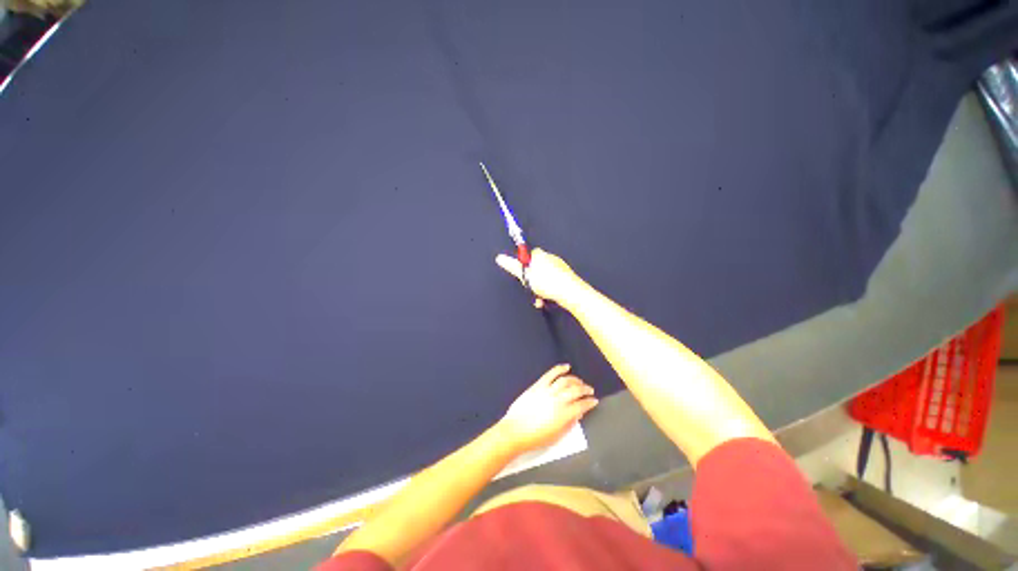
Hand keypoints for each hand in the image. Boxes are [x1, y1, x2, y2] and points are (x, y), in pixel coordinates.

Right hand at [495, 248, 584, 308]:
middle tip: (530, 290)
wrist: (569, 292)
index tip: (522, 277)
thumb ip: (512, 266)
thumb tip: (500, 258)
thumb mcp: (525, 275)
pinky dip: (548, 292)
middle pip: (536, 269)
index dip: (523, 267)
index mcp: (541, 254)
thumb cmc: (548, 282)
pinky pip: (553, 285)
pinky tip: (546, 300)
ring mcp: (560, 268)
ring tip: (539, 299)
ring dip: (539, 290)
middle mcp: (551, 258)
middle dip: (532, 282)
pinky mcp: (566, 278)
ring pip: (544, 279)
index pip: (528, 256)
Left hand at [496, 364, 597, 455]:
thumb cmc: (536, 438)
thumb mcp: (557, 436)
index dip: (590, 403)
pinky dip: (559, 369)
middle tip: (590, 390)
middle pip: (576, 391)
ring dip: (575, 380)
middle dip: (585, 389)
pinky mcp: (538, 385)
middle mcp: (558, 400)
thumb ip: (569, 424)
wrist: (515, 431)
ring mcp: (548, 391)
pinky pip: (551, 374)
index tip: (594, 401)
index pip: (582, 405)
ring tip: (580, 381)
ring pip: (565, 381)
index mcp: (564, 414)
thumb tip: (577, 414)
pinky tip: (566, 367)